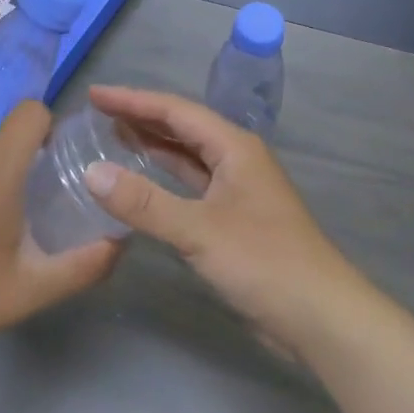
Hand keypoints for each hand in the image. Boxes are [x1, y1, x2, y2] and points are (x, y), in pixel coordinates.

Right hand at [84, 86, 370, 359]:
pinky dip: (165, 179)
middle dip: (141, 118)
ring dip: (153, 146)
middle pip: (183, 129)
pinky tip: (143, 184)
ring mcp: (237, 191)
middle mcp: (237, 160)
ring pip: (188, 157)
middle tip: (98, 114)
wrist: (320, 317)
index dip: (133, 100)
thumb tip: (92, 172)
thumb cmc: (264, 262)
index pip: (176, 111)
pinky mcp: (234, 220)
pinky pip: (192, 186)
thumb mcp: (199, 230)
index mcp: (234, 147)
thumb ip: (144, 202)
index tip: (95, 95)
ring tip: (113, 137)